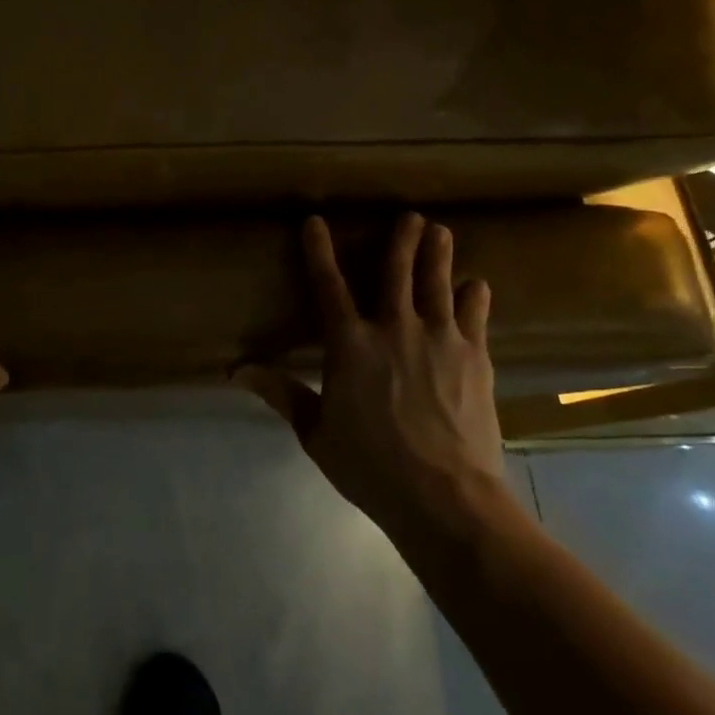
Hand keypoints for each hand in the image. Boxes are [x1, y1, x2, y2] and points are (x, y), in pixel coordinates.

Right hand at [237, 213, 513, 538]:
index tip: (315, 222)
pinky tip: (477, 284)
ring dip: (438, 254)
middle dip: (402, 239)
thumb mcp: (316, 432)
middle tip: (410, 215)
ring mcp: (439, 339)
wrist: (447, 499)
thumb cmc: (372, 467)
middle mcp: (394, 328)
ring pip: (437, 283)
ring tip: (441, 230)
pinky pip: (474, 316)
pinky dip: (474, 297)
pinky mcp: (474, 358)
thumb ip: (281, 393)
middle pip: (397, 271)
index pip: (328, 285)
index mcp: (350, 344)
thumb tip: (237, 369)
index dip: (319, 250)